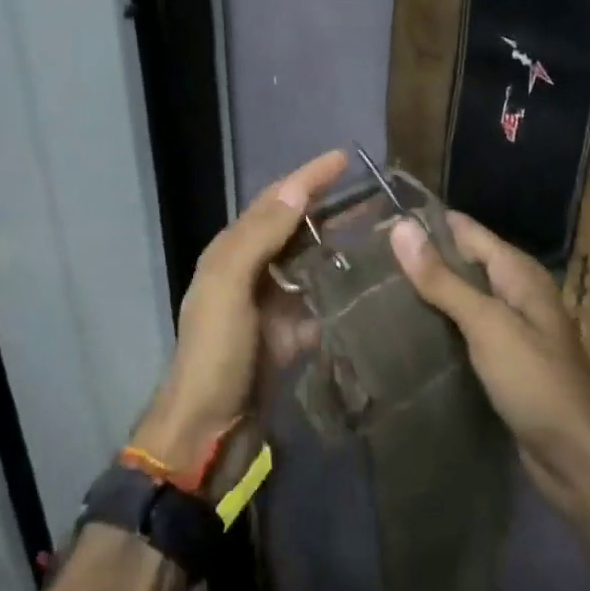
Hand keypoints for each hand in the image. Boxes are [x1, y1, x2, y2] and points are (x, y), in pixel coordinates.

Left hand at [131, 149, 348, 483]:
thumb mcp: (228, 286)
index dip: (308, 177)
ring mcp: (272, 304)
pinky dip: (342, 291)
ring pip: (311, 262)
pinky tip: (372, 286)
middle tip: (375, 195)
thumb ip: (259, 236)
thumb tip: (297, 191)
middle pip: (295, 227)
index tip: (344, 157)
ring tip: (381, 233)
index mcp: (232, 251)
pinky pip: (320, 302)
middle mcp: (252, 270)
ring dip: (340, 245)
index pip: (275, 201)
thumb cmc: (215, 353)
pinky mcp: (290, 335)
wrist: (208, 433)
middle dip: (329, 207)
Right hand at [391, 213, 589, 514]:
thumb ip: (442, 278)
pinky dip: (437, 328)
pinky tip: (403, 333)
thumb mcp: (486, 323)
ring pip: (459, 299)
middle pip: (461, 263)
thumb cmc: (535, 380)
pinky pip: (462, 332)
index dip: (425, 224)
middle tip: (366, 261)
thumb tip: (400, 227)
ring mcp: (509, 329)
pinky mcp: (501, 362)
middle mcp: (514, 292)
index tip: (377, 224)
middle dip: (420, 260)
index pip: (464, 230)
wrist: (578, 459)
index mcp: (517, 271)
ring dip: (425, 296)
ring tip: (373, 292)